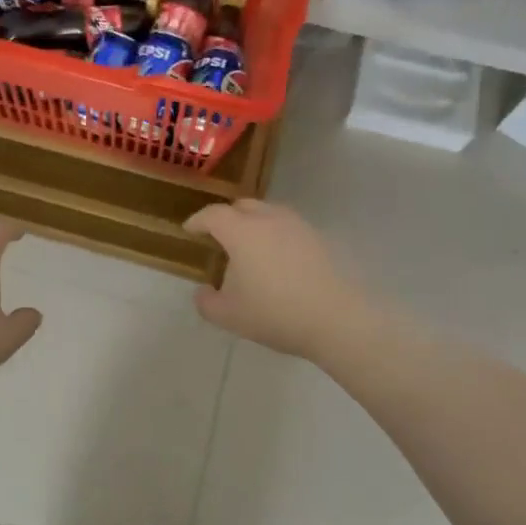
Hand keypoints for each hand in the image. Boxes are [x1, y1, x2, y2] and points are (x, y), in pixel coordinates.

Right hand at [183, 200, 371, 359]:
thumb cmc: (275, 313)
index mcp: (241, 232)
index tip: (190, 230)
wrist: (336, 318)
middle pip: (242, 206)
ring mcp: (298, 226)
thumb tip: (203, 291)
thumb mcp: (228, 315)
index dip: (198, 221)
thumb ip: (207, 302)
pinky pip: (288, 228)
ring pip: (269, 213)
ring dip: (254, 224)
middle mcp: (269, 219)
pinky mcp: (319, 238)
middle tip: (219, 237)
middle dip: (226, 217)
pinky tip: (277, 260)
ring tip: (249, 247)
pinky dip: (276, 236)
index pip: (213, 215)